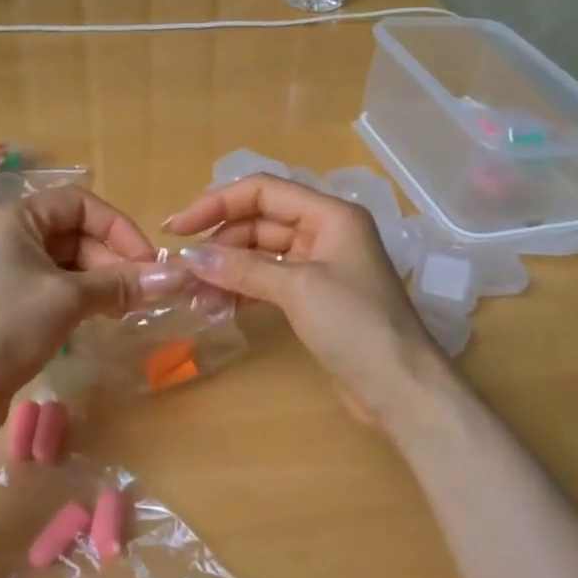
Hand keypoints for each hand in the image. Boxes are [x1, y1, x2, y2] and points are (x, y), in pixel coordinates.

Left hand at [0, 185, 185, 436]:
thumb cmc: (7, 327)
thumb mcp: (69, 299)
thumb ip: (122, 283)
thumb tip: (178, 277)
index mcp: (15, 218)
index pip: (80, 203)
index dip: (118, 227)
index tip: (147, 262)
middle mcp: (8, 235)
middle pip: (75, 232)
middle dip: (112, 259)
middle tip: (140, 293)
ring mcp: (6, 269)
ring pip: (67, 262)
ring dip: (101, 280)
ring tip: (126, 308)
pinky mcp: (8, 300)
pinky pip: (55, 285)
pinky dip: (82, 296)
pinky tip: (102, 316)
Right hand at [165, 174, 447, 425]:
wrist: (400, 386)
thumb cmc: (355, 324)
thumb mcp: (298, 288)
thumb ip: (243, 268)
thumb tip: (189, 258)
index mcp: (330, 214)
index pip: (263, 191)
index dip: (216, 203)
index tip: (177, 228)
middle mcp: (325, 231)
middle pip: (260, 221)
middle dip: (220, 241)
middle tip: (182, 267)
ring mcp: (320, 265)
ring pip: (262, 253)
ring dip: (227, 268)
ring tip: (193, 293)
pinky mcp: (314, 297)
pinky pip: (269, 280)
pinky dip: (243, 289)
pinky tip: (217, 305)